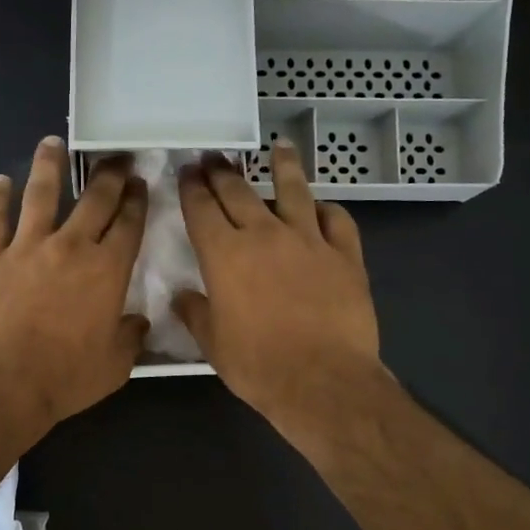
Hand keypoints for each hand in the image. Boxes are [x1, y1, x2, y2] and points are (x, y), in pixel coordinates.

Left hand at [0, 137, 148, 443]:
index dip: (137, 201)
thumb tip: (138, 322)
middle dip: (109, 175)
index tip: (140, 185)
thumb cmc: (65, 378)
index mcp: (107, 271)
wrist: (2, 385)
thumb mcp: (115, 366)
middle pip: (94, 200)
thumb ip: (130, 338)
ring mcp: (26, 248)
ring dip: (49, 165)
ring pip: (41, 194)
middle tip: (115, 158)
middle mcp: (70, 247)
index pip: (128, 224)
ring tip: (52, 143)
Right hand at [175, 142, 382, 431]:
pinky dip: (327, 210)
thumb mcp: (213, 344)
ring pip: (294, 191)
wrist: (323, 380)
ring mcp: (309, 241)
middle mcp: (265, 235)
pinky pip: (337, 220)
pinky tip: (322, 207)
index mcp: (225, 255)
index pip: (202, 208)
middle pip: (239, 191)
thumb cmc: (258, 365)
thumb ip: (195, 313)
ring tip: (280, 148)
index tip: (187, 172)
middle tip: (214, 157)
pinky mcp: (345, 255)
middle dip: (222, 171)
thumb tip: (183, 296)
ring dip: (284, 167)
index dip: (192, 188)